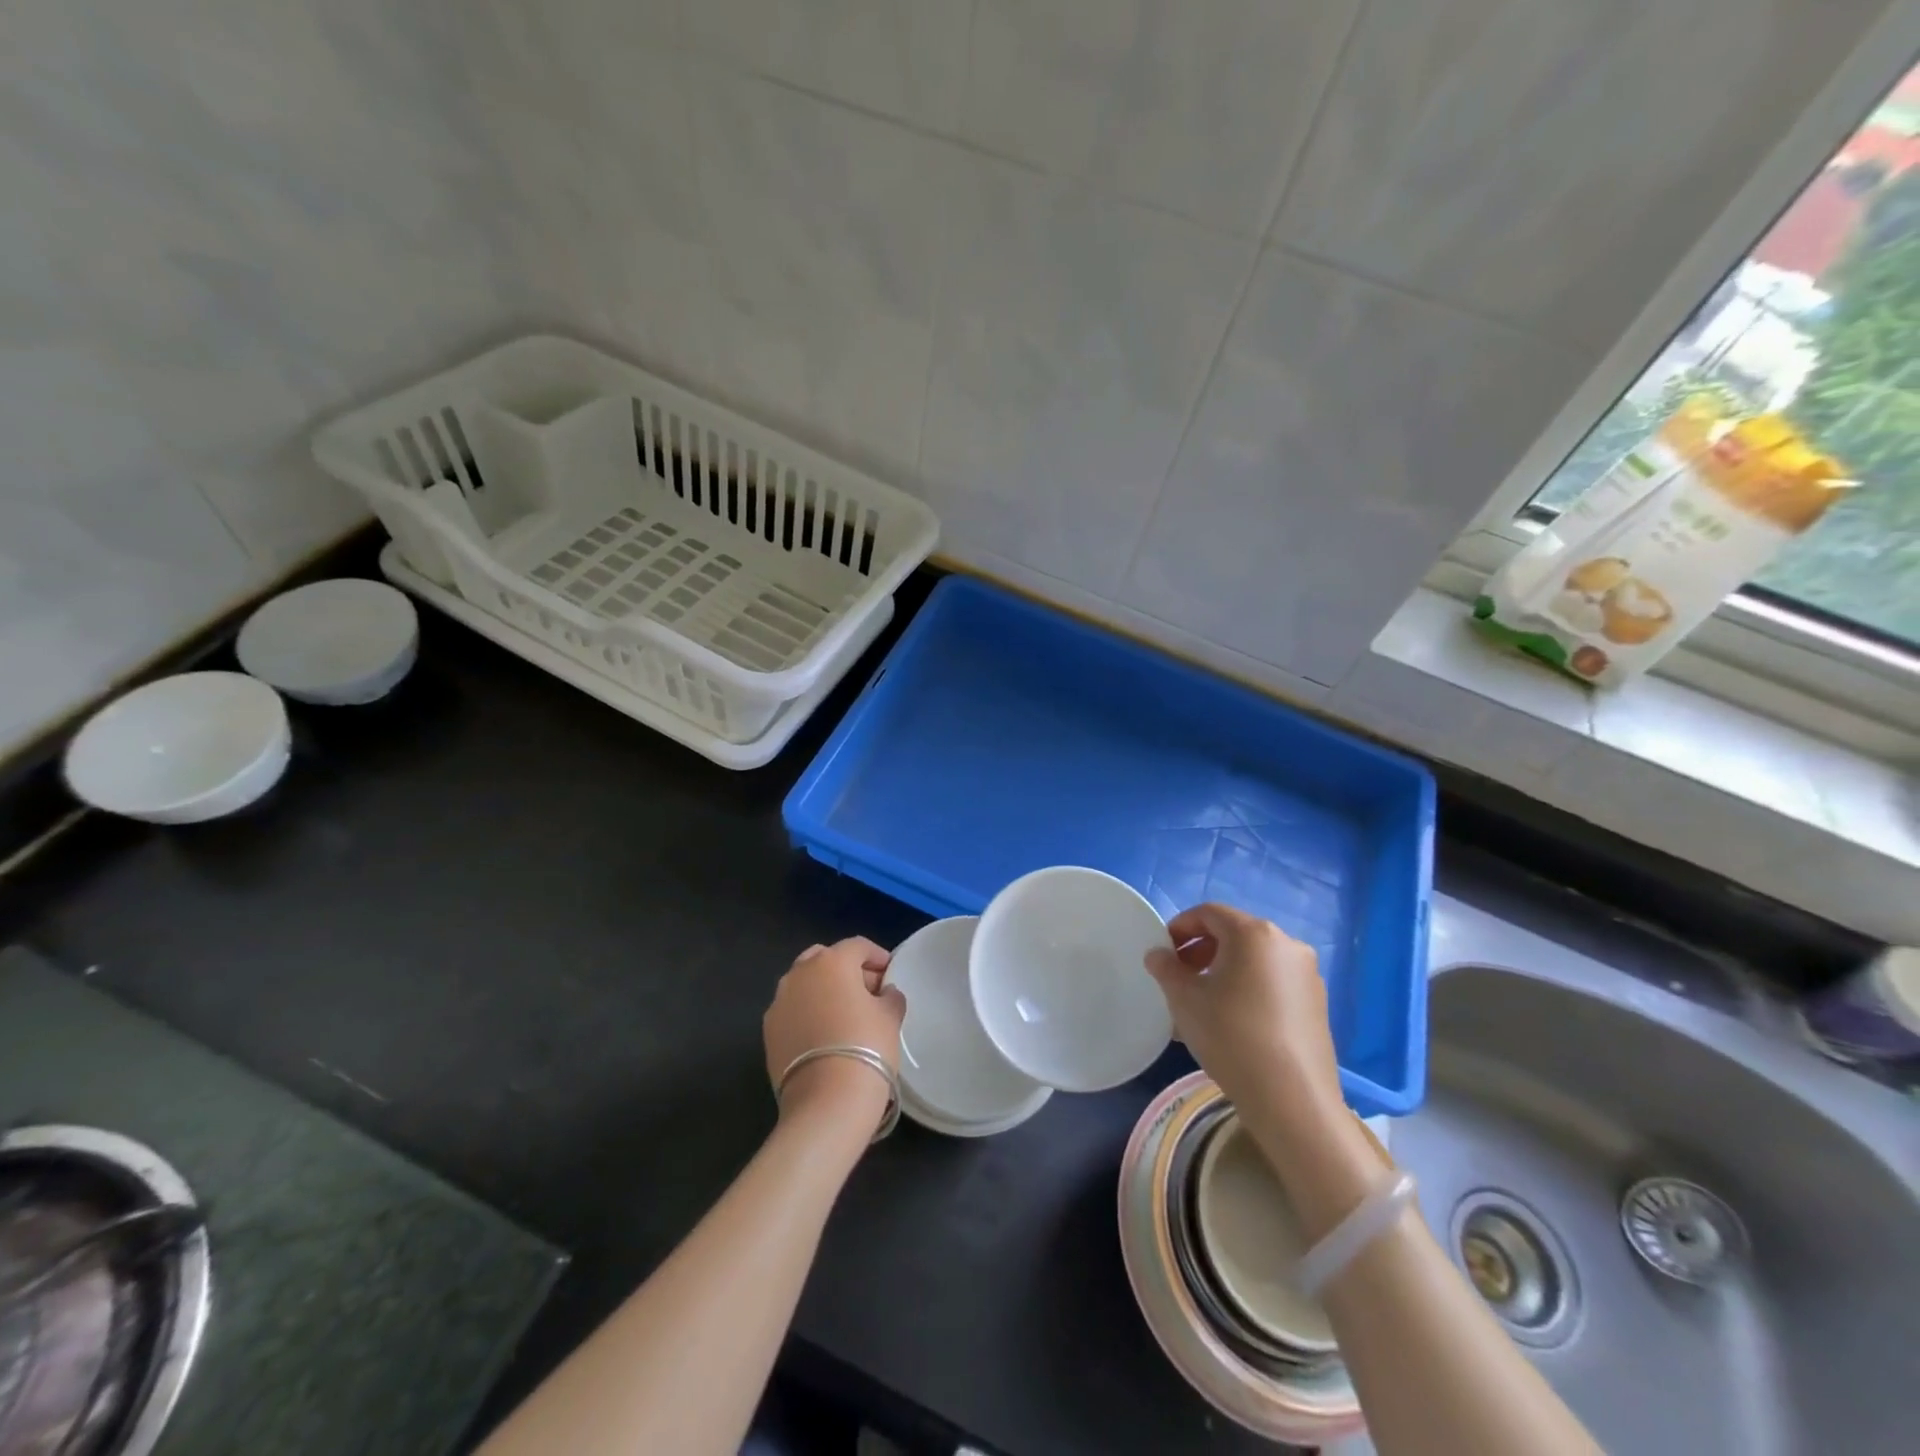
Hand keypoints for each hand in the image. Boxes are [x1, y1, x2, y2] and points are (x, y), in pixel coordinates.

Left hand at [764, 938, 905, 1135]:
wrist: (826, 1101)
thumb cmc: (866, 1046)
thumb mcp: (890, 1017)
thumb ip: (890, 996)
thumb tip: (884, 993)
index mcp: (831, 961)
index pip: (857, 946)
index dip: (877, 956)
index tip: (889, 972)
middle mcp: (799, 973)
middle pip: (824, 958)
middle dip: (845, 969)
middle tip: (866, 991)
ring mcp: (779, 1002)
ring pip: (804, 984)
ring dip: (823, 990)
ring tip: (844, 1014)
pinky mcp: (768, 1031)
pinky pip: (792, 1011)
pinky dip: (807, 1014)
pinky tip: (824, 1035)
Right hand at [1147, 904, 1382, 1237]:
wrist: (1292, 1099)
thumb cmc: (1230, 1036)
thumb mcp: (1185, 1000)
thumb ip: (1166, 969)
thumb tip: (1158, 955)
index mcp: (1254, 933)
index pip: (1209, 913)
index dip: (1180, 927)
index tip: (1163, 952)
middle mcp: (1286, 944)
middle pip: (1234, 934)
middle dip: (1202, 949)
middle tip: (1180, 976)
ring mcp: (1307, 974)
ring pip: (1255, 958)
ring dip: (1225, 969)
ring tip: (1204, 1000)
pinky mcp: (1317, 1003)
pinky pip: (1274, 981)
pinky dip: (1249, 986)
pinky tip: (1234, 1019)